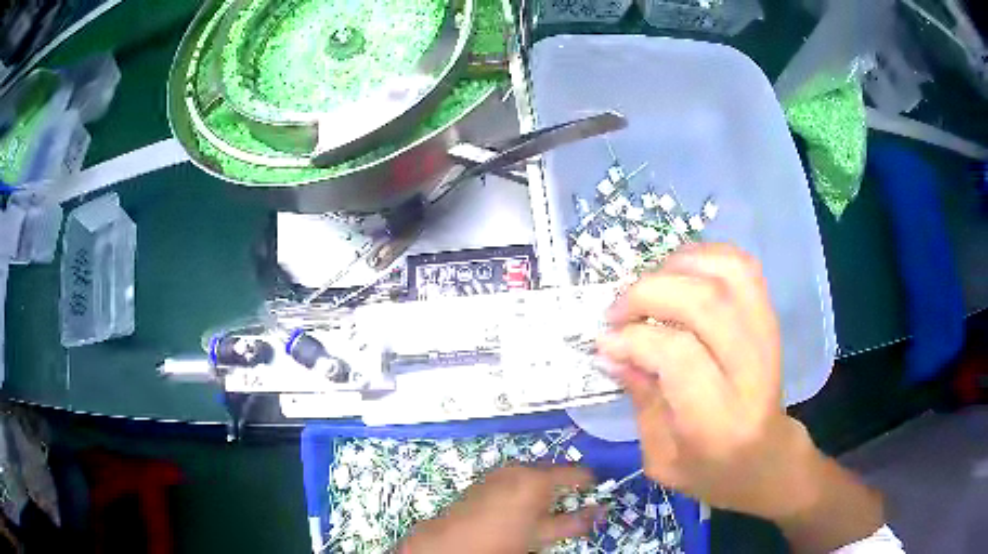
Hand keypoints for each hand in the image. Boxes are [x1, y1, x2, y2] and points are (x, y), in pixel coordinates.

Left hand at [398, 465, 602, 553]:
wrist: (453, 541)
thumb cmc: (504, 538)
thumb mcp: (544, 534)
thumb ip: (576, 522)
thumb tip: (601, 512)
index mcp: (538, 478)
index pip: (575, 472)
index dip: (588, 481)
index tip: (595, 491)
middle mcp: (519, 468)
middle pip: (552, 472)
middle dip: (563, 486)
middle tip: (568, 505)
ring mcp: (499, 472)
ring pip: (531, 475)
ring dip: (541, 488)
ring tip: (542, 510)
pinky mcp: (484, 479)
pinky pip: (513, 479)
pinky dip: (521, 489)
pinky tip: (517, 508)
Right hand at [597, 244, 810, 519]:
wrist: (767, 459)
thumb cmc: (711, 471)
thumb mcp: (661, 458)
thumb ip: (640, 400)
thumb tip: (611, 349)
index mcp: (719, 421)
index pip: (679, 355)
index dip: (634, 339)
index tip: (604, 341)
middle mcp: (751, 371)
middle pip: (705, 303)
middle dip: (648, 293)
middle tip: (616, 312)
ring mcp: (768, 337)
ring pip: (727, 273)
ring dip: (677, 267)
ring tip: (649, 288)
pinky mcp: (770, 319)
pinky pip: (742, 267)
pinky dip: (706, 256)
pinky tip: (680, 274)